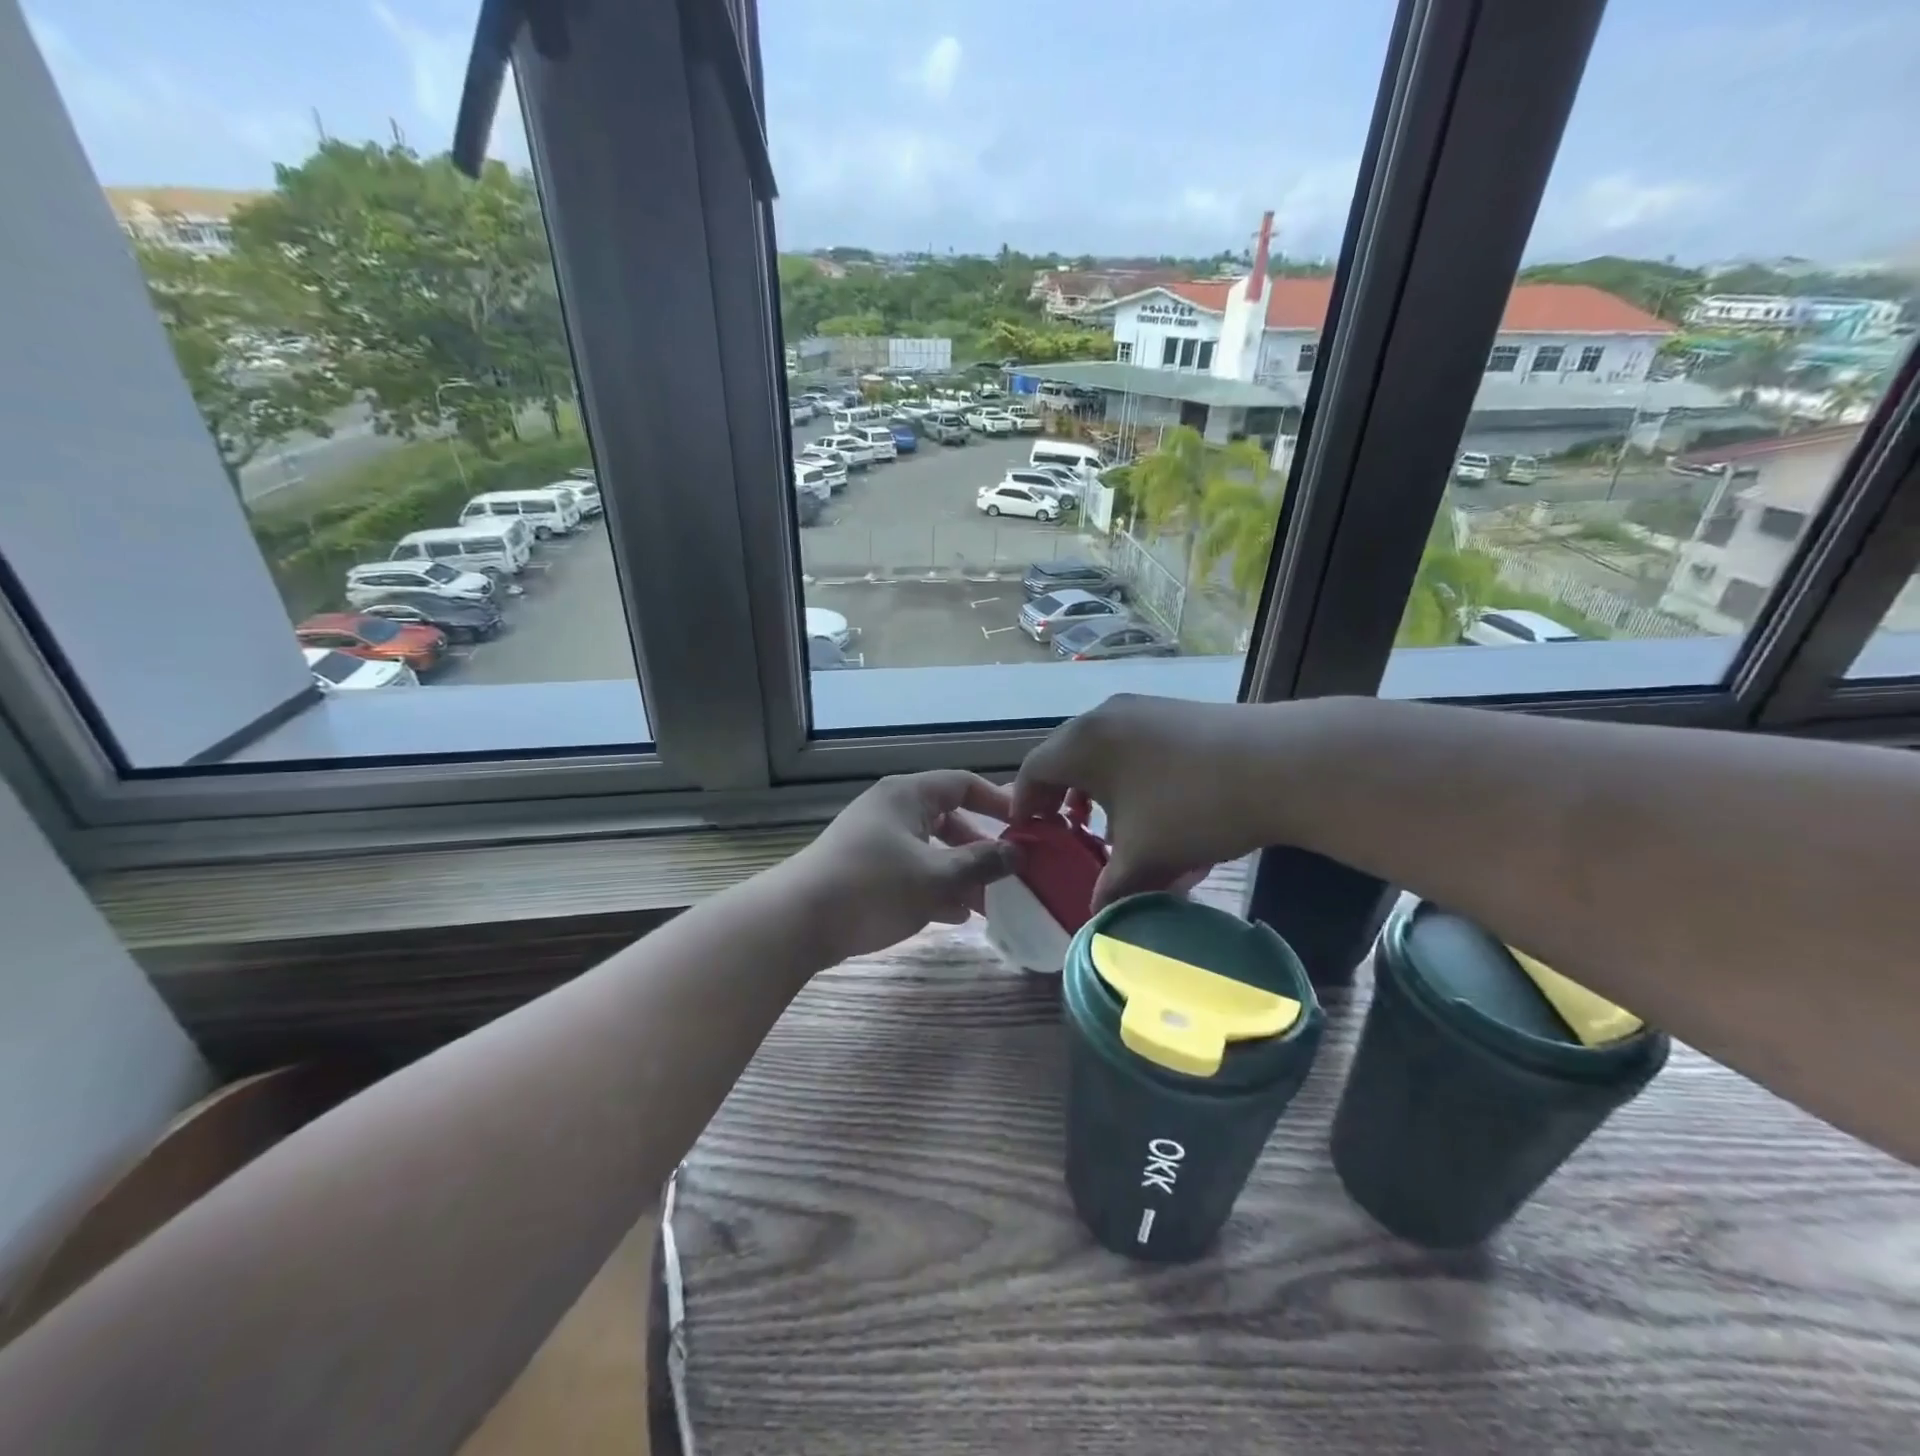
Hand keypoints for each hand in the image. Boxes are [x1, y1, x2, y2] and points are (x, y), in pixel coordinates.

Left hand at [785, 771, 1019, 961]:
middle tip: (1011, 872)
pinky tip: (956, 915)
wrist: (797, 922)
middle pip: (949, 819)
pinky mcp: (865, 869)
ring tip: (991, 903)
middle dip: (981, 847)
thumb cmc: (873, 888)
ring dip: (961, 873)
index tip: (1026, 826)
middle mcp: (892, 809)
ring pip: (931, 849)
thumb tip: (1018, 853)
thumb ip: (982, 863)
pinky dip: (935, 887)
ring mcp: (876, 840)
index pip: (963, 783)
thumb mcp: (936, 877)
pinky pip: (912, 870)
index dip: (998, 801)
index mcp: (908, 795)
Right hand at [1013, 694, 1278, 909]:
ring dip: (1095, 786)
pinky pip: (1134, 744)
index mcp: (1083, 743)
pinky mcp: (1177, 713)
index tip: (1028, 833)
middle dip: (1060, 796)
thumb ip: (1109, 889)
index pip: (1033, 770)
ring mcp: (1144, 709)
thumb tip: (1094, 915)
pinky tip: (1152, 806)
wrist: (1280, 765)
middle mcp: (1105, 716)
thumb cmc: (1191, 809)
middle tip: (1063, 829)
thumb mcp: (1144, 858)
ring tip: (1105, 822)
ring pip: (1102, 749)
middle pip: (1065, 755)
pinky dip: (1127, 774)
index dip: (1024, 805)